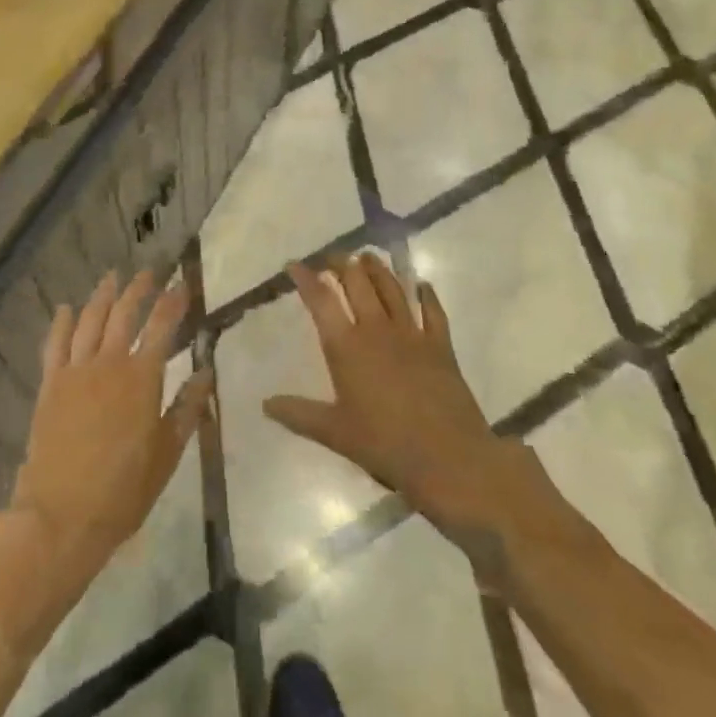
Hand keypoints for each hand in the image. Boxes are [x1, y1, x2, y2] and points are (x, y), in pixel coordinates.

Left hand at [6, 271, 211, 607]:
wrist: (60, 516)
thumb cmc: (122, 491)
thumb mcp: (167, 454)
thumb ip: (187, 409)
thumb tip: (207, 372)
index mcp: (142, 378)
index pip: (162, 326)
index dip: (174, 301)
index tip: (182, 284)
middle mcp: (109, 362)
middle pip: (125, 313)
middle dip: (139, 289)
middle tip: (149, 273)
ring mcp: (76, 370)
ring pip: (90, 319)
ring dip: (103, 295)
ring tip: (112, 277)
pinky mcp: (50, 384)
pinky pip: (55, 343)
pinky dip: (61, 322)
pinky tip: (65, 308)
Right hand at [264, 254, 514, 536]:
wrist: (450, 459)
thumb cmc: (386, 446)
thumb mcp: (335, 434)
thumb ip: (299, 414)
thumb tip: (265, 403)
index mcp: (347, 346)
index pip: (321, 300)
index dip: (306, 278)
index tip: (294, 264)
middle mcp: (377, 329)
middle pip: (357, 282)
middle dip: (342, 264)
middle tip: (332, 257)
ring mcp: (412, 333)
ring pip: (391, 288)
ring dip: (377, 269)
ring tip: (366, 257)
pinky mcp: (440, 345)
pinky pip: (433, 310)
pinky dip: (427, 294)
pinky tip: (422, 285)